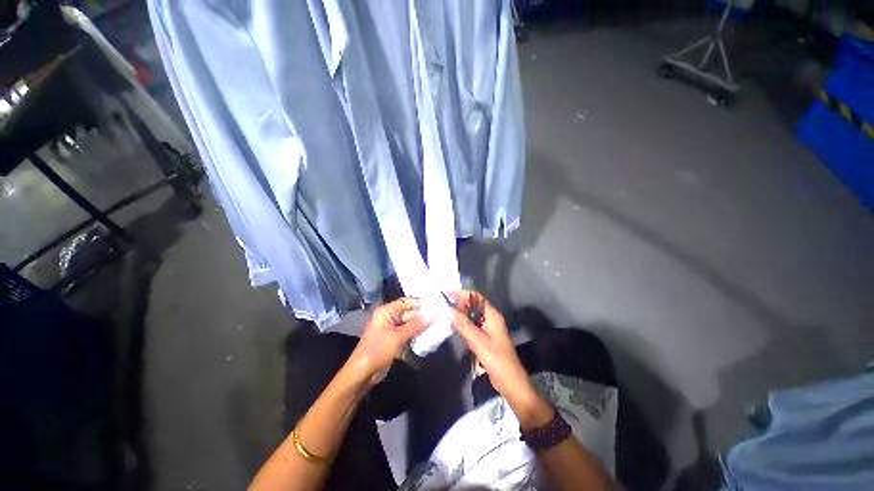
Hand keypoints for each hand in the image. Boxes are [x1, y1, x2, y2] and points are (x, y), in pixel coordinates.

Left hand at [346, 297, 430, 385]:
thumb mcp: (397, 337)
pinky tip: (429, 334)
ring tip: (437, 324)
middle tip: (440, 316)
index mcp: (387, 311)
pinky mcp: (394, 339)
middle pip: (409, 312)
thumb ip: (415, 326)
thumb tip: (432, 315)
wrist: (362, 373)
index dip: (420, 303)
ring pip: (410, 323)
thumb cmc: (377, 350)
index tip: (436, 305)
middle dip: (423, 315)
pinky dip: (417, 333)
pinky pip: (408, 332)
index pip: (406, 301)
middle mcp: (390, 316)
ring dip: (421, 325)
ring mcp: (392, 328)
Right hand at [447, 291, 549, 427]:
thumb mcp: (479, 341)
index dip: (461, 294)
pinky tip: (454, 328)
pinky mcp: (485, 338)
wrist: (510, 383)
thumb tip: (448, 309)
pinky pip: (472, 326)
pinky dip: (463, 325)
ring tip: (445, 315)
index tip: (446, 294)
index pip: (475, 297)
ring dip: (460, 315)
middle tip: (443, 307)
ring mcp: (488, 328)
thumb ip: (463, 324)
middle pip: (473, 305)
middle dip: (459, 304)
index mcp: (492, 315)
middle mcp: (490, 318)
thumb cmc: (497, 360)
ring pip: (471, 316)